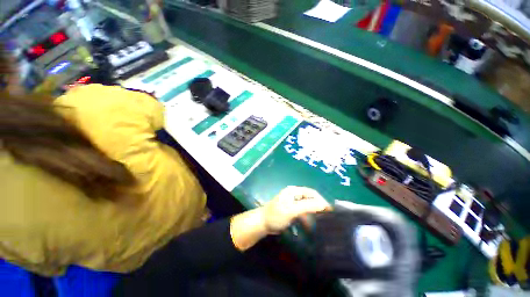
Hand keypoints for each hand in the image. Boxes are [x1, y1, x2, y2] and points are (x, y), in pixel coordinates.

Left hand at [261, 186, 330, 233]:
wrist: (262, 223)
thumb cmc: (276, 215)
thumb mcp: (292, 210)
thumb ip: (307, 206)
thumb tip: (324, 205)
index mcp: (294, 191)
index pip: (312, 193)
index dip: (321, 200)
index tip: (330, 211)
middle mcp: (294, 194)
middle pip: (310, 198)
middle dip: (319, 207)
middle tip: (328, 217)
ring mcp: (293, 202)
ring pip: (307, 206)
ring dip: (314, 213)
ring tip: (322, 222)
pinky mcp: (292, 209)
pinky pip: (303, 212)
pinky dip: (308, 217)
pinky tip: (311, 225)